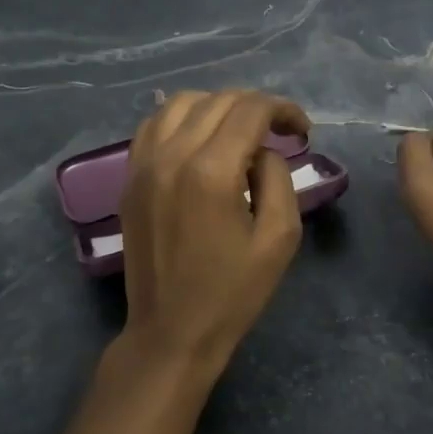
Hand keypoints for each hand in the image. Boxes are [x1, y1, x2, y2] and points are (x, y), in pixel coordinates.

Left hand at [119, 89, 311, 368]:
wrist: (171, 332)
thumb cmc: (232, 292)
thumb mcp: (280, 238)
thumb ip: (278, 179)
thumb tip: (262, 151)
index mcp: (211, 171)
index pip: (250, 110)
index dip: (283, 110)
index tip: (302, 130)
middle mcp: (171, 155)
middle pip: (218, 101)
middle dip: (256, 107)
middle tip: (280, 132)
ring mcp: (143, 165)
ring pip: (180, 103)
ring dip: (218, 107)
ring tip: (241, 131)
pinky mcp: (130, 179)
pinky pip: (153, 126)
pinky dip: (182, 119)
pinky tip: (200, 139)